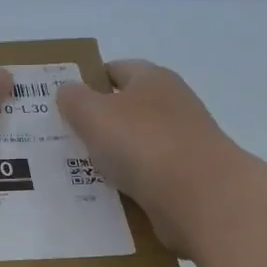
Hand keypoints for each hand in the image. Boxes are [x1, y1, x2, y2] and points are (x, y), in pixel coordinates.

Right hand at [56, 59, 239, 254]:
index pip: (117, 69)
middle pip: (128, 108)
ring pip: (137, 145)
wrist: (201, 198)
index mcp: (153, 79)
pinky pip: (148, 176)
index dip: (90, 81)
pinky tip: (108, 196)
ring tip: (79, 172)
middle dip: (99, 122)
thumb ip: (74, 100)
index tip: (65, 102)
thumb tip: (68, 91)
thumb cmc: (143, 144)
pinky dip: (129, 183)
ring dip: (113, 156)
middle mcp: (173, 105)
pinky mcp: (188, 178)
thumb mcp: (93, 115)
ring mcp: (184, 143)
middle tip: (65, 139)